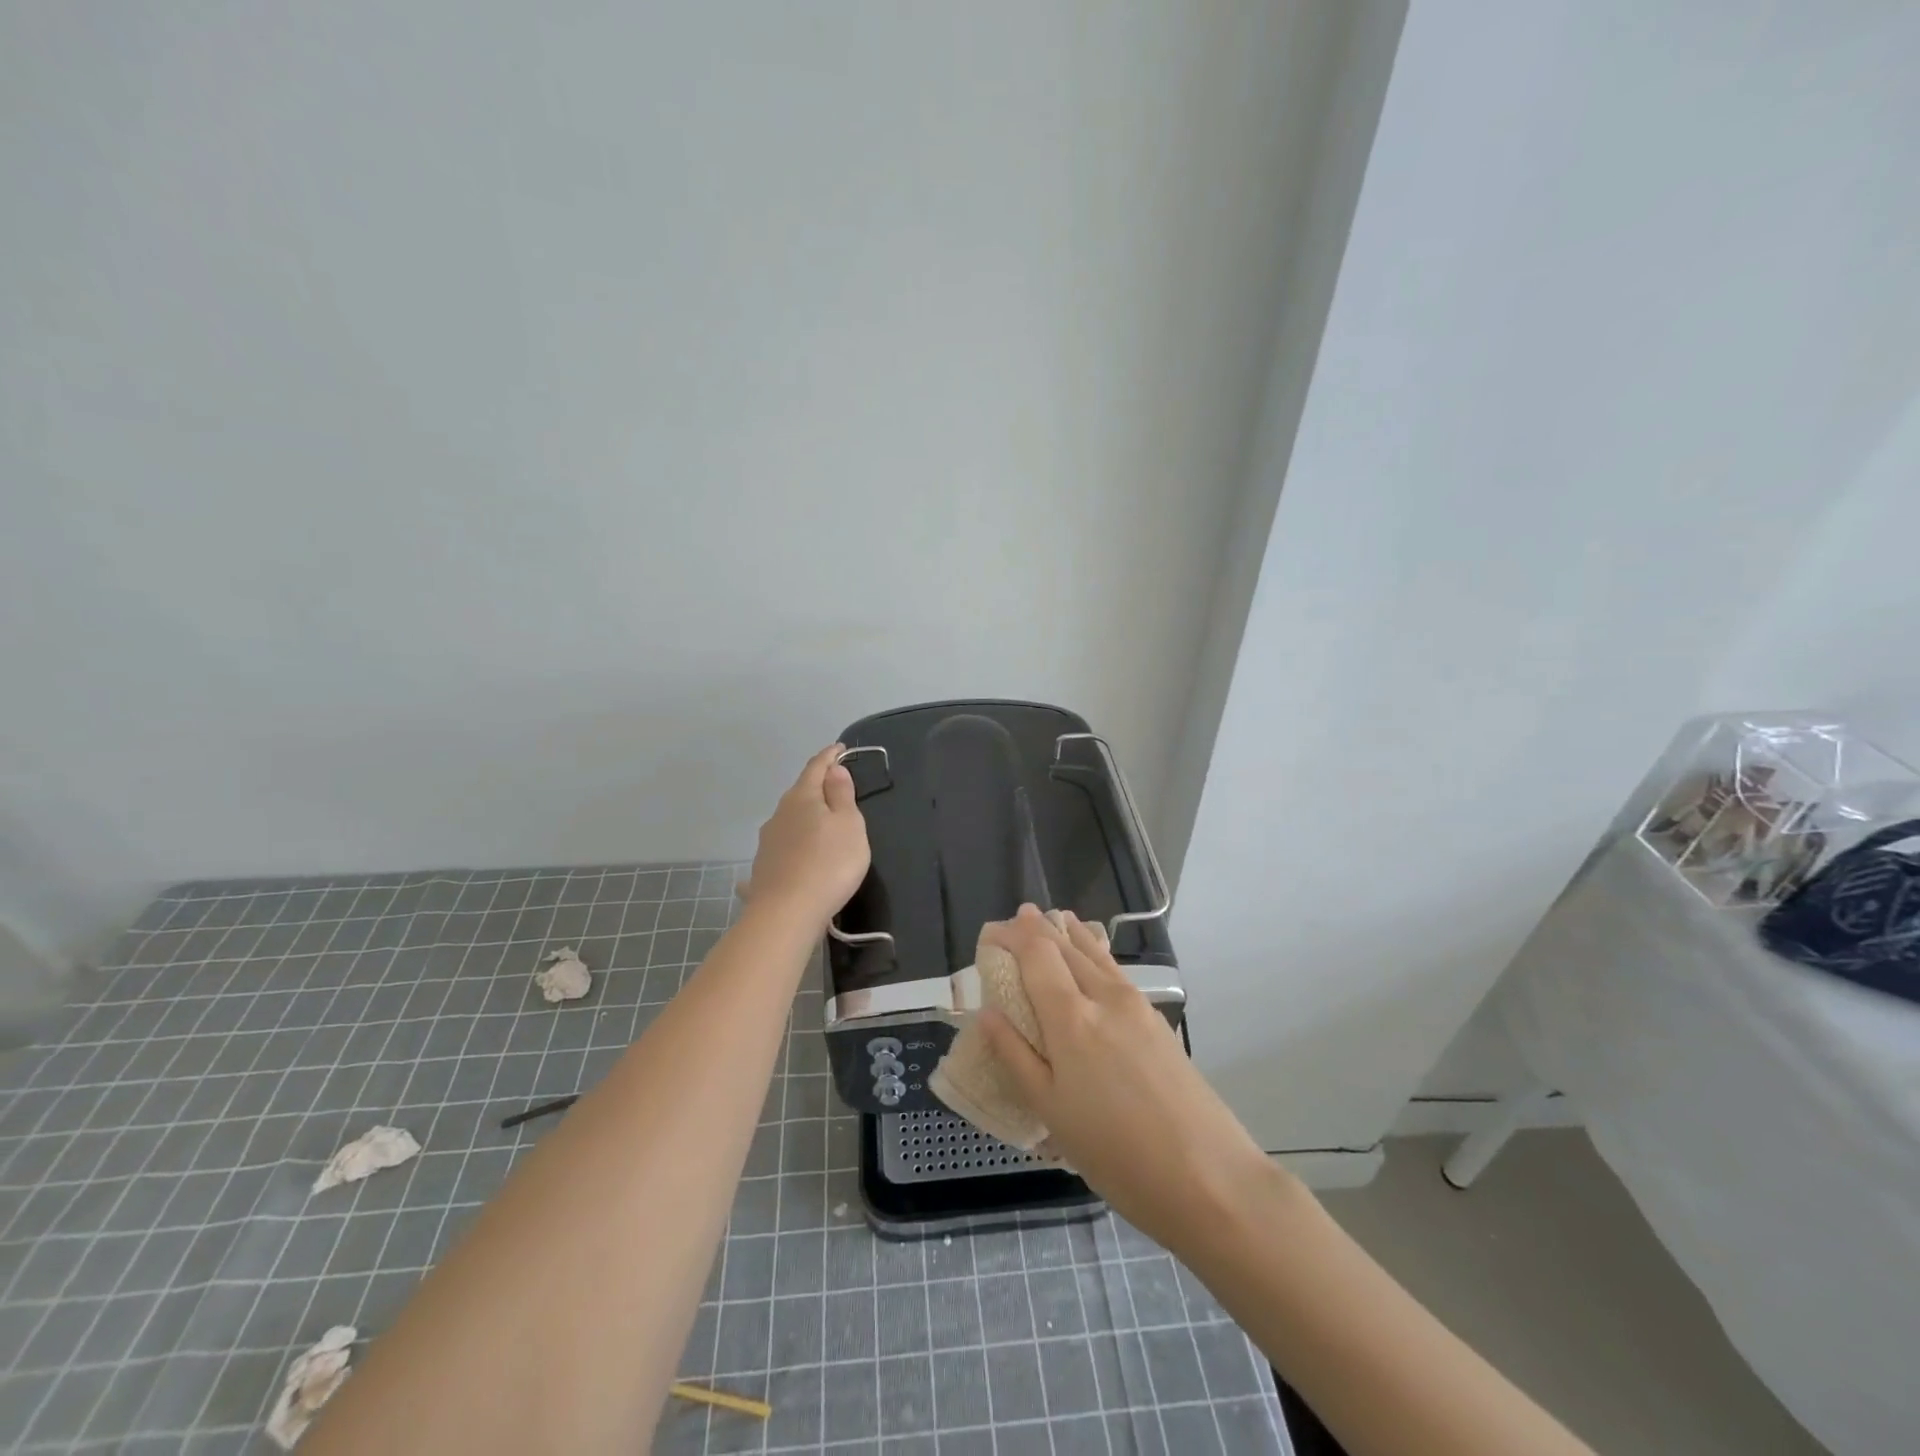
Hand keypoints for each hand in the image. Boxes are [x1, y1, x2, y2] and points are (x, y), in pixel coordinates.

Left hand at [742, 744, 870, 929]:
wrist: (786, 913)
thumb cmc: (829, 864)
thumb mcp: (849, 825)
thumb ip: (842, 795)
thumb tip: (833, 770)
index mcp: (802, 797)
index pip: (816, 767)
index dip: (830, 756)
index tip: (841, 748)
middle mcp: (780, 813)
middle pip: (801, 792)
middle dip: (818, 786)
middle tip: (837, 786)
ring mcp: (768, 841)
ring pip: (790, 819)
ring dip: (805, 816)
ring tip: (822, 823)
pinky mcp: (764, 867)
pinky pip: (783, 846)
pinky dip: (794, 843)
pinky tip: (796, 855)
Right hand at [977, 905, 1278, 1253]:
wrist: (1211, 1178)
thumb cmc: (1117, 1153)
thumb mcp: (1052, 1113)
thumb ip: (1016, 1057)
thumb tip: (987, 1013)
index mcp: (1071, 1017)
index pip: (1036, 953)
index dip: (1012, 935)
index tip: (990, 931)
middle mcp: (1104, 996)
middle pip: (1066, 946)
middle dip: (1038, 929)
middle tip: (1016, 920)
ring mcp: (1137, 1005)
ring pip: (1096, 953)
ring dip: (1070, 934)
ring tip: (1054, 919)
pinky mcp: (1158, 1021)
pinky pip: (1115, 971)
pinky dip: (1095, 953)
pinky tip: (1093, 960)